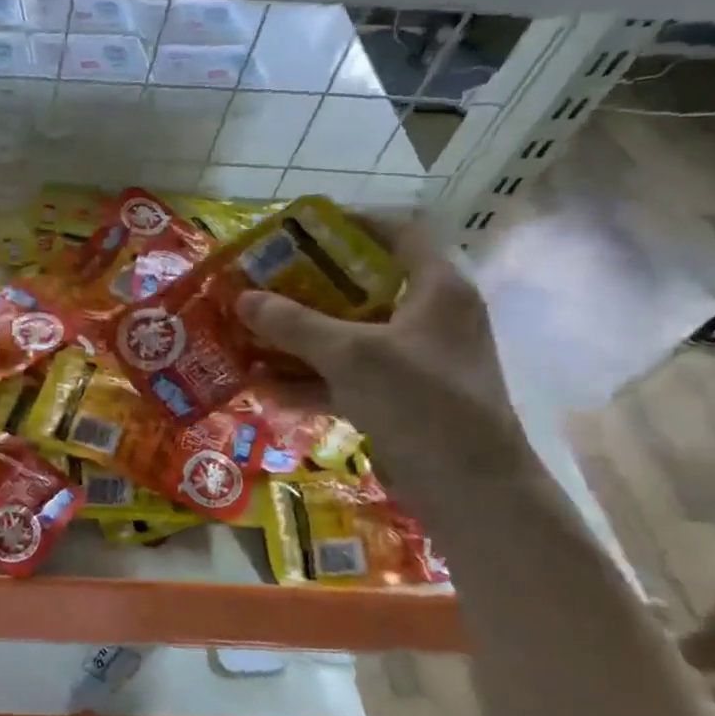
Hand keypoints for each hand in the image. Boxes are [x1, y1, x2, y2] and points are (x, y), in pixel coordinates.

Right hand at [235, 221, 531, 502]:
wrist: (471, 490)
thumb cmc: (422, 402)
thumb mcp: (352, 354)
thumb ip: (294, 323)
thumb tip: (242, 298)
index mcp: (436, 289)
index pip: (399, 234)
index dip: (351, 225)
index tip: (300, 231)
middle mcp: (427, 319)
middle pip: (361, 288)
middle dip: (305, 289)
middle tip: (260, 284)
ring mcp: (412, 362)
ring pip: (346, 337)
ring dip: (297, 339)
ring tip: (248, 335)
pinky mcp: (397, 399)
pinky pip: (345, 378)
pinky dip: (308, 381)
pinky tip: (264, 388)